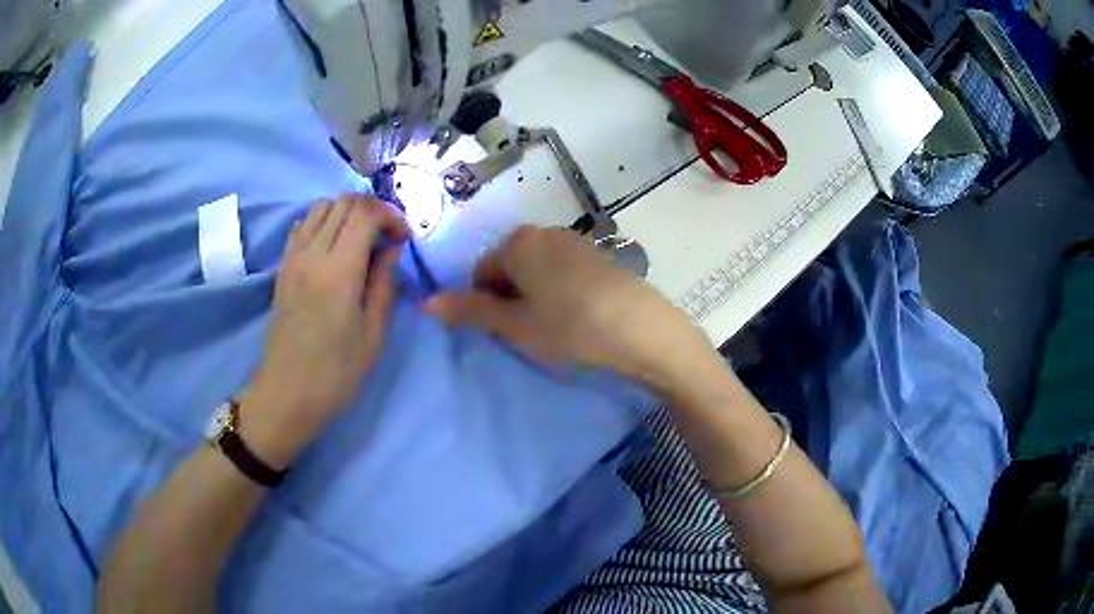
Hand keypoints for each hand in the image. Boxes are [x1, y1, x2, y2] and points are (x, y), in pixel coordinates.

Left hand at [241, 195, 408, 465]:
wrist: (287, 394)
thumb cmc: (337, 372)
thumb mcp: (374, 334)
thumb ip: (384, 283)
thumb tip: (392, 248)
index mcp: (339, 271)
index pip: (365, 213)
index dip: (391, 216)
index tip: (403, 239)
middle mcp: (312, 254)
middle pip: (343, 201)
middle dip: (372, 210)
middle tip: (386, 238)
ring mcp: (293, 258)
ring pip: (321, 207)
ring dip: (346, 213)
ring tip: (361, 240)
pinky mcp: (283, 267)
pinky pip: (303, 225)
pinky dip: (323, 223)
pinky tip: (333, 248)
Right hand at [423, 226, 719, 394]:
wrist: (640, 328)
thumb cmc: (569, 326)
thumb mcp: (514, 324)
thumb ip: (469, 310)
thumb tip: (424, 302)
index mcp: (517, 242)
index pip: (480, 273)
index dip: (486, 305)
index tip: (505, 331)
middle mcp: (544, 232)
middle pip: (509, 268)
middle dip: (510, 299)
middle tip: (530, 332)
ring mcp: (575, 241)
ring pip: (537, 271)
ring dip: (535, 297)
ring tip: (556, 327)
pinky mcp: (599, 255)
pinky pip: (563, 272)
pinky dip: (561, 292)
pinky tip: (579, 316)